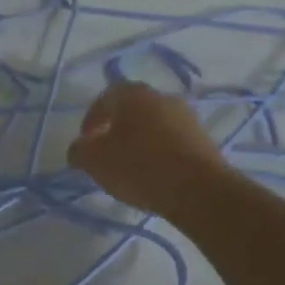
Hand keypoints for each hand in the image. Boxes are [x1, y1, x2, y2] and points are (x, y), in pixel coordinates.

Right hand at [68, 81, 232, 218]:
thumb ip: (79, 150)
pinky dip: (161, 153)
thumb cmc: (139, 167)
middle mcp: (161, 96)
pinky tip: (156, 174)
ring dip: (141, 141)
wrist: (199, 191)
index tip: (86, 145)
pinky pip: (173, 141)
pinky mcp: (205, 139)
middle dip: (117, 129)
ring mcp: (187, 117)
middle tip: (108, 154)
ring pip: (154, 125)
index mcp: (133, 94)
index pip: (104, 99)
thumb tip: (79, 148)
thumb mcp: (95, 161)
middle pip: (131, 110)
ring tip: (133, 168)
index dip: (90, 121)